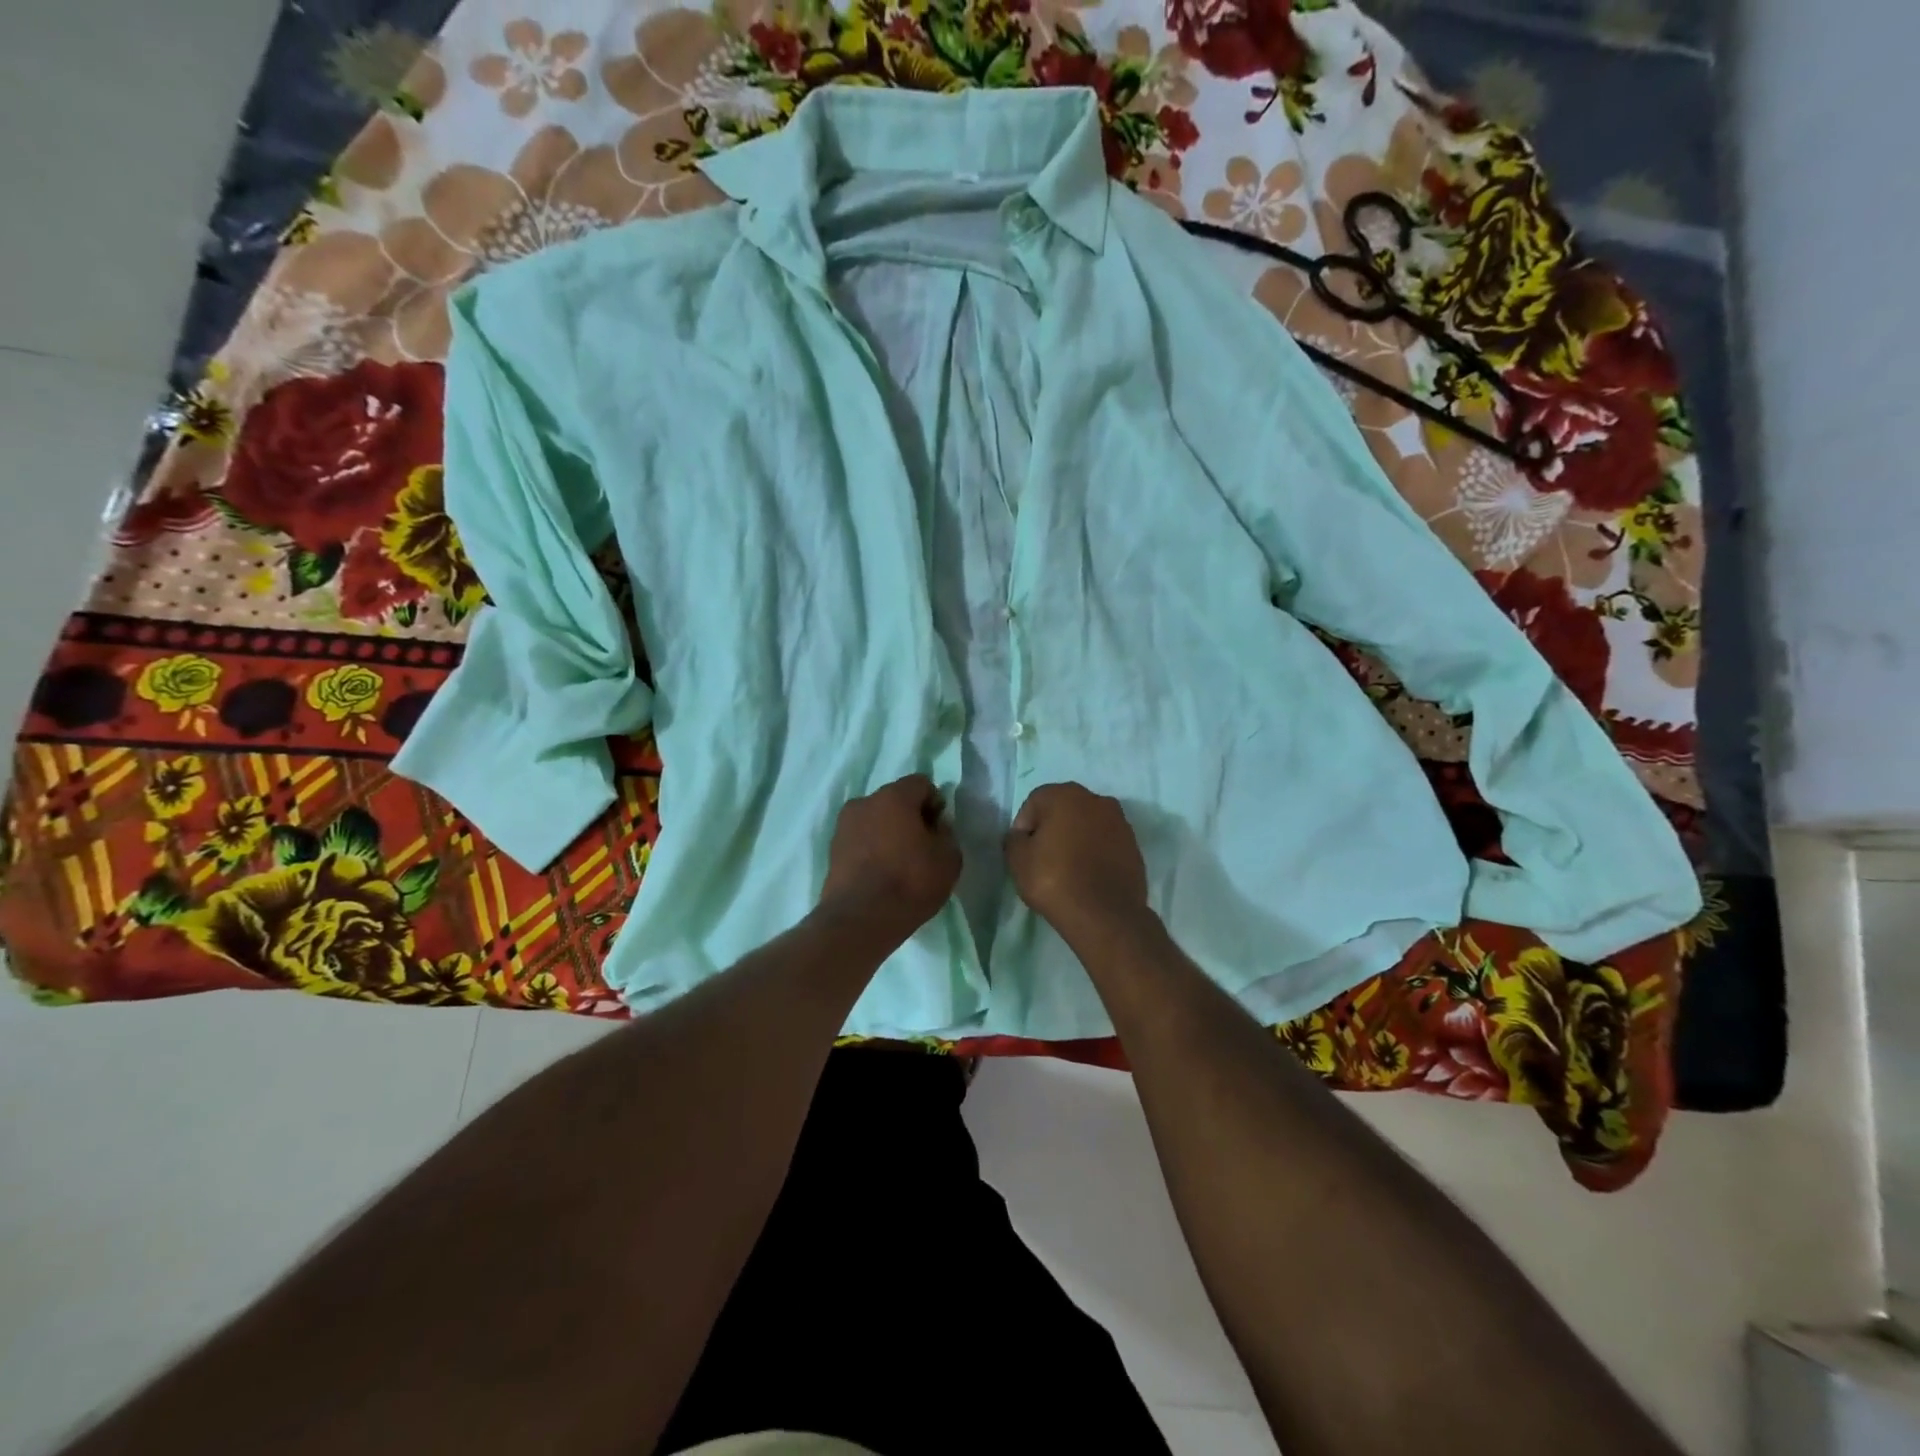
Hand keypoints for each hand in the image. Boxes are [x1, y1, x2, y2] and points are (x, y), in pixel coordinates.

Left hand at [819, 775, 961, 938]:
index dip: (935, 804)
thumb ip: (946, 833)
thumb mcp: (949, 858)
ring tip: (899, 864)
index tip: (939, 831)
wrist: (860, 920)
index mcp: (894, 796)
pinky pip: (860, 840)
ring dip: (888, 833)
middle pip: (895, 800)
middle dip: (910, 817)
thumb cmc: (910, 882)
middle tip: (922, 848)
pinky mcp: (832, 850)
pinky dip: (872, 850)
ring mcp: (843, 826)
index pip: (921, 784)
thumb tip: (935, 826)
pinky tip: (881, 874)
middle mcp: (864, 802)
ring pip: (875, 820)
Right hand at [1004, 783, 1150, 945]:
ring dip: (1075, 840)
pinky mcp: (1134, 846)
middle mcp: (1097, 800)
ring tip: (1067, 869)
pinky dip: (1095, 853)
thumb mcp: (1017, 859)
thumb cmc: (1054, 879)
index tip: (1023, 853)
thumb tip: (1022, 836)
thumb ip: (1014, 839)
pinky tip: (1088, 876)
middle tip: (1043, 859)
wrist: (1104, 914)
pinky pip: (1105, 843)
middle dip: (1052, 830)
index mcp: (1066, 794)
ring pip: (1087, 825)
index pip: (1034, 803)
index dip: (1024, 827)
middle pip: (1064, 810)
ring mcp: (1120, 822)